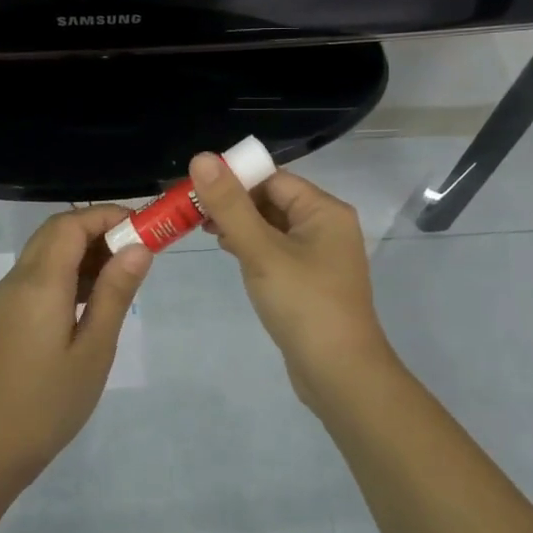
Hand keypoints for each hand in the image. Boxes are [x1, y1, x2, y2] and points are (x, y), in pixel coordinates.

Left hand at [0, 204, 151, 486]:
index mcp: (40, 283)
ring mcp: (10, 296)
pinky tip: (95, 295)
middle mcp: (19, 279)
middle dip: (98, 228)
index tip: (145, 227)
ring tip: (124, 272)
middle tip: (138, 248)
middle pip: (57, 230)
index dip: (108, 215)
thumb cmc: (51, 402)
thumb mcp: (94, 348)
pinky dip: (70, 269)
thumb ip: (115, 293)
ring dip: (85, 248)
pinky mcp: (9, 313)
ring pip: (48, 250)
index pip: (72, 224)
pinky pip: (41, 273)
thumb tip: (138, 247)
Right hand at [189, 153, 398, 408]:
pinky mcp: (310, 281)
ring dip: (241, 226)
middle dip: (234, 203)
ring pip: (273, 227)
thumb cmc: (303, 304)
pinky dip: (253, 248)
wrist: (339, 374)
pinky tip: (231, 254)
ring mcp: (320, 256)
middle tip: (193, 212)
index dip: (235, 179)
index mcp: (324, 210)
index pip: (273, 178)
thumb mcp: (261, 250)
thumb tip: (202, 157)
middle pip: (273, 200)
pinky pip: (277, 251)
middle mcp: (326, 226)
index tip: (196, 188)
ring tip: (205, 231)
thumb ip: (230, 205)